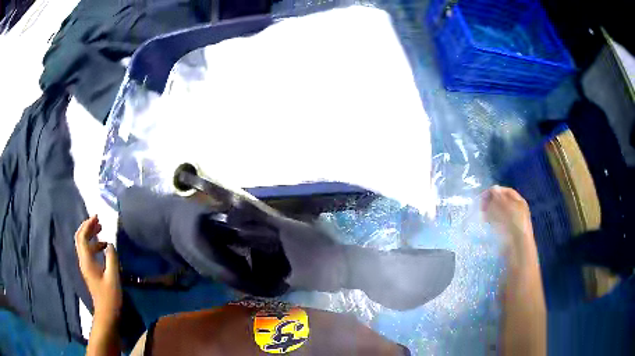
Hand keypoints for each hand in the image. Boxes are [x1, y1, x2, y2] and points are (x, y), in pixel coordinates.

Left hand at [75, 215, 121, 325]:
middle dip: (87, 227)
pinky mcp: (90, 270)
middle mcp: (83, 261)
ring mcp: (85, 266)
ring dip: (91, 235)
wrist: (106, 313)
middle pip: (80, 238)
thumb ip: (111, 258)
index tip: (97, 216)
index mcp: (87, 261)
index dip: (88, 224)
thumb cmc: (110, 296)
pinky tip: (104, 247)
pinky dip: (94, 244)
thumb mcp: (113, 276)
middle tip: (99, 221)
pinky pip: (88, 251)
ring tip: (102, 230)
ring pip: (84, 244)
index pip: (82, 237)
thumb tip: (110, 244)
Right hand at [481, 186, 535, 262]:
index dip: (496, 191)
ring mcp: (513, 222)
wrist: (517, 247)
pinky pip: (499, 223)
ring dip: (491, 212)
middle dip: (492, 202)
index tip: (484, 195)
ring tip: (483, 215)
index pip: (506, 191)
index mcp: (519, 202)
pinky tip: (487, 224)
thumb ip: (499, 197)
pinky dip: (492, 221)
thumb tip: (493, 189)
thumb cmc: (513, 223)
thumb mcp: (506, 207)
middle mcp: (517, 210)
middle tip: (482, 205)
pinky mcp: (508, 232)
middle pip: (503, 202)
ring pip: (500, 213)